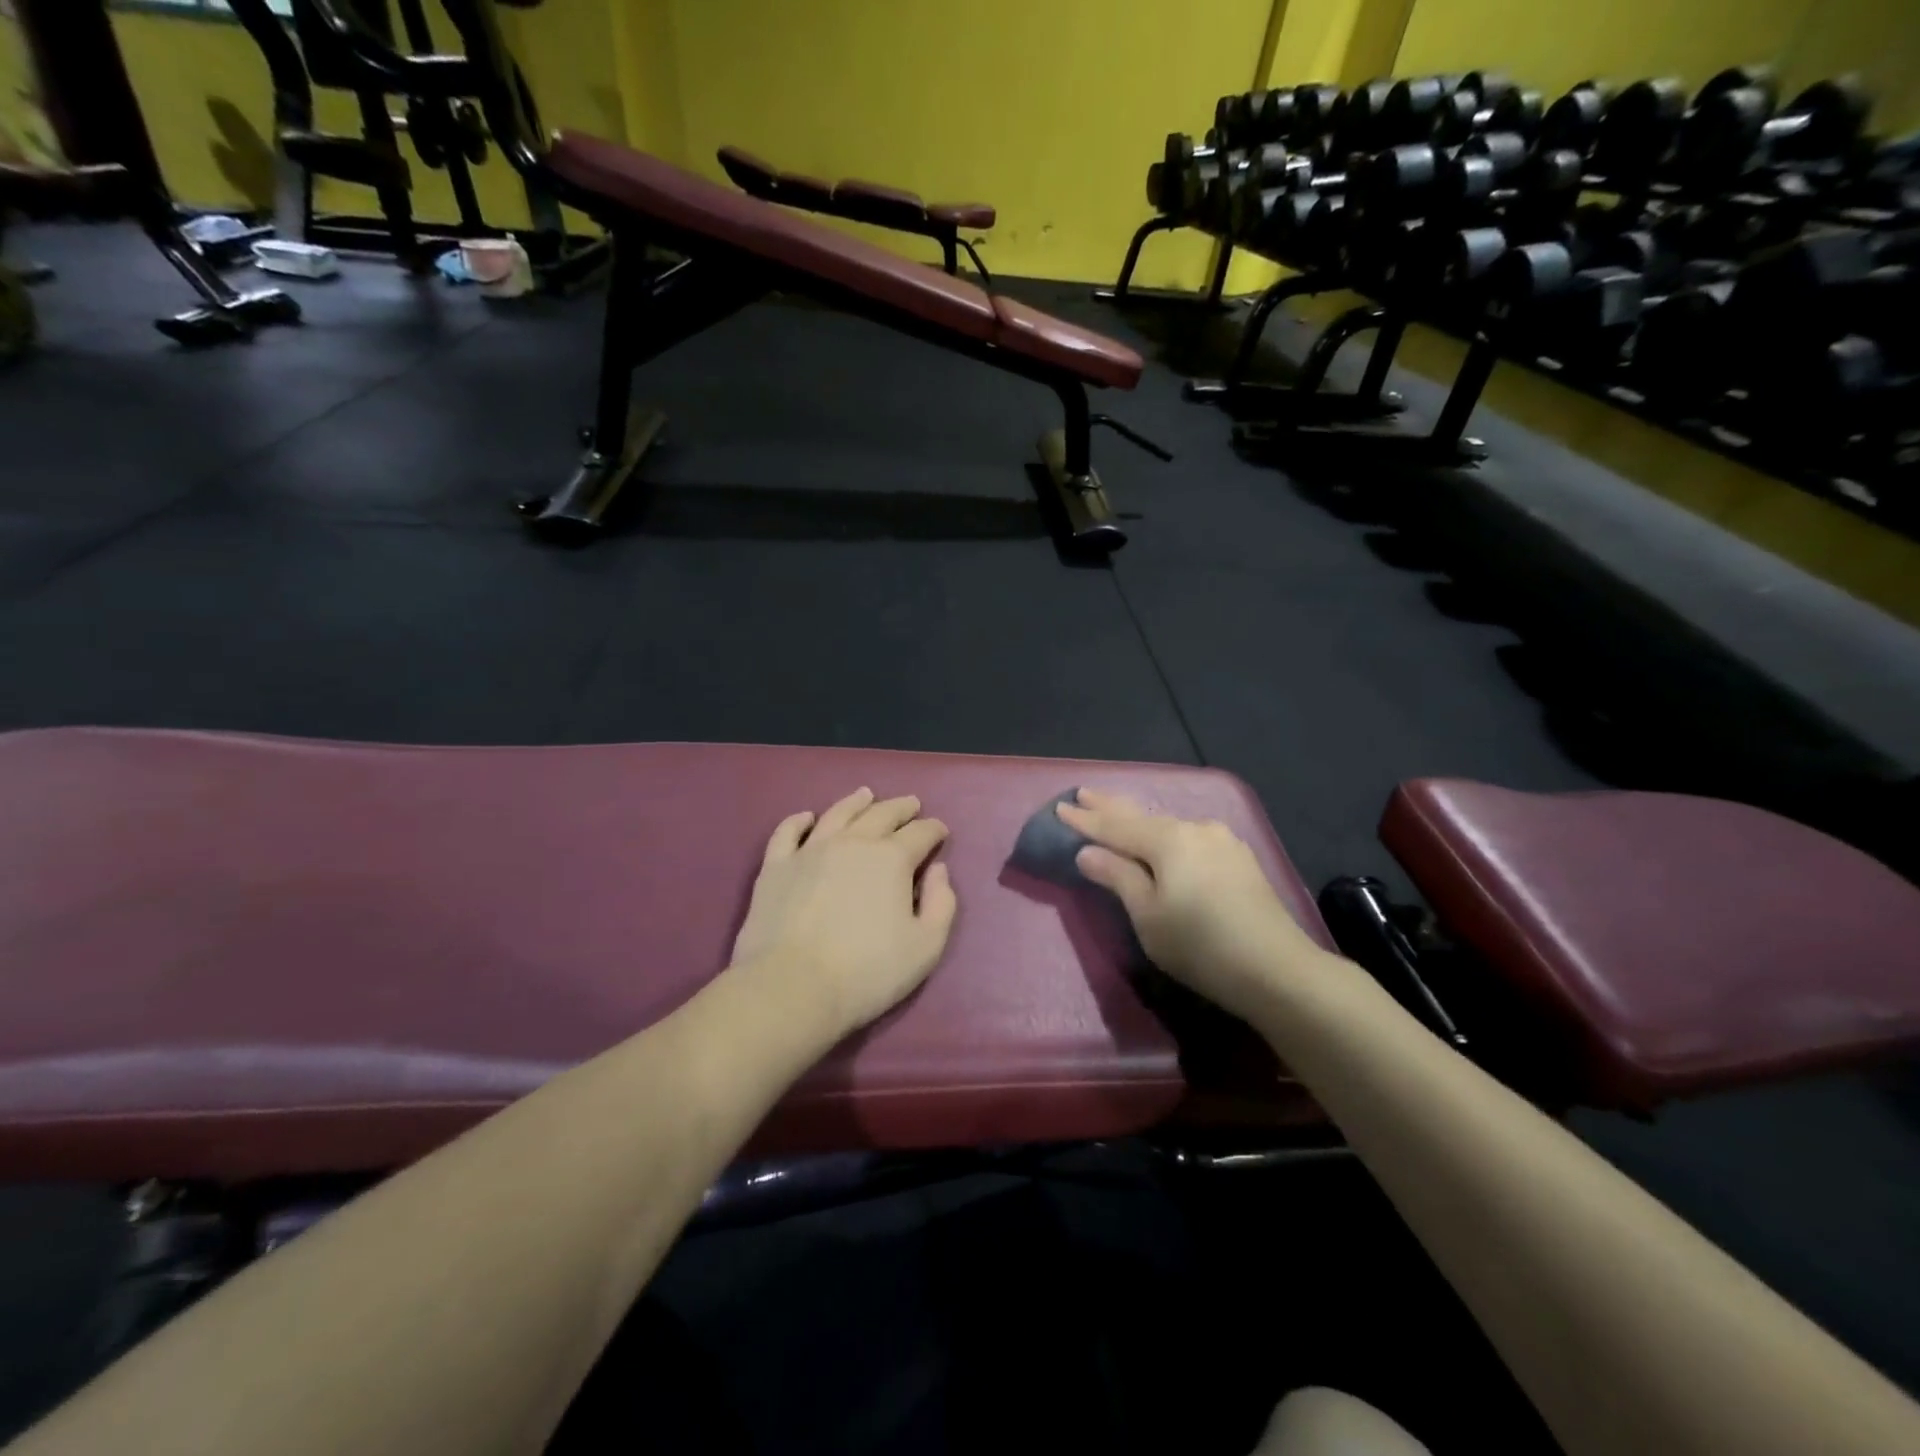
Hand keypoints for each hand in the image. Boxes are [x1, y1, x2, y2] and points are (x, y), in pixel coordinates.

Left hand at [730, 787, 958, 1035]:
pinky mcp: (776, 866)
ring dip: (856, 802)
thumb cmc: (867, 972)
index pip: (920, 834)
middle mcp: (852, 843)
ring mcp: (810, 850)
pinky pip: (787, 832)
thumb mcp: (926, 947)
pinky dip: (800, 820)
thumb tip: (938, 870)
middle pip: (882, 814)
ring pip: (838, 814)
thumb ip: (942, 904)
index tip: (940, 830)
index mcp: (891, 859)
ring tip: (866, 795)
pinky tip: (807, 817)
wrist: (792, 987)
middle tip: (912, 804)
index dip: (934, 829)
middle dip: (902, 808)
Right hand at [1057, 788, 1322, 1020]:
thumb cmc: (1200, 945)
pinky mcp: (1239, 860)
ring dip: (1139, 821)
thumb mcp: (1147, 915)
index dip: (1085, 819)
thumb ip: (1117, 876)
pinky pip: (1189, 838)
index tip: (1060, 807)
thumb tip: (1088, 852)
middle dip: (1110, 806)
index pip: (1115, 825)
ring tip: (1116, 813)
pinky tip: (1163, 837)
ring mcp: (1222, 842)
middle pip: (1142, 816)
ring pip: (1168, 826)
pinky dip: (1166, 836)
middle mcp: (1196, 829)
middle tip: (1084, 792)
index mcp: (1168, 839)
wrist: (1278, 970)